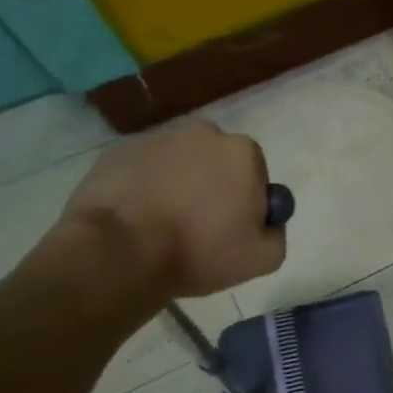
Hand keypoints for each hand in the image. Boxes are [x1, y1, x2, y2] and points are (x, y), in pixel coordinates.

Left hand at [55, 121, 285, 298]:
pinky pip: (142, 170)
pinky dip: (144, 188)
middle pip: (217, 162)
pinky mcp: (116, 152)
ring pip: (178, 164)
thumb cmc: (200, 250)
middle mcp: (202, 134)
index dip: (247, 201)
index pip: (255, 173)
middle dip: (213, 186)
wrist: (119, 252)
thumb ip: (276, 232)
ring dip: (178, 186)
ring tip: (163, 225)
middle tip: (200, 226)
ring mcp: (155, 140)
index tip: (233, 227)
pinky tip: (137, 219)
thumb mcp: (264, 258)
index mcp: (242, 152)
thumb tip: (266, 221)